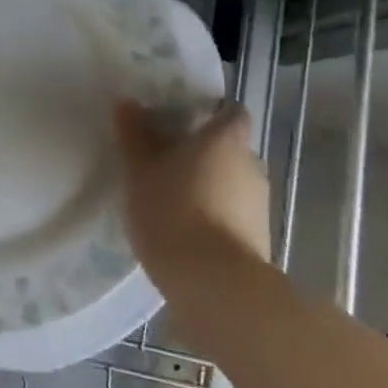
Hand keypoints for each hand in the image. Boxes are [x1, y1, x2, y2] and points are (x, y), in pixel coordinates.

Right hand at [113, 99, 271, 288]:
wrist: (215, 284)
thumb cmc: (173, 212)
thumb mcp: (140, 172)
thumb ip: (135, 136)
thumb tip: (128, 103)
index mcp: (225, 140)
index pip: (230, 112)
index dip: (210, 113)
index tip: (181, 122)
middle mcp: (251, 164)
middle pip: (229, 148)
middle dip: (202, 153)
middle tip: (165, 162)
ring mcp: (260, 204)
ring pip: (232, 182)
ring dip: (208, 186)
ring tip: (172, 200)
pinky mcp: (260, 238)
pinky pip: (234, 214)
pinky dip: (215, 215)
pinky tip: (187, 231)